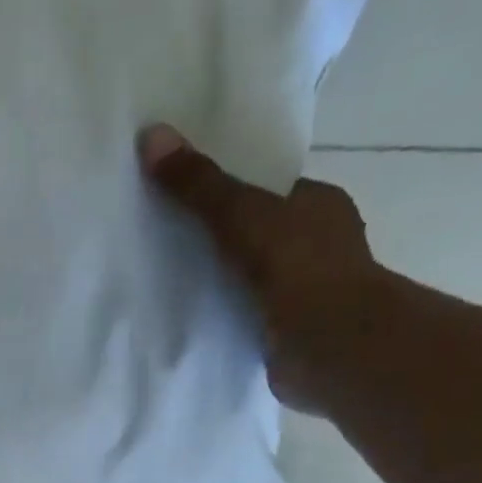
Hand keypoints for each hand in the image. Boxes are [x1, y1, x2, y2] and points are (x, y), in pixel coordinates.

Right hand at [140, 124, 376, 414]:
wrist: (329, 347)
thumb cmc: (298, 268)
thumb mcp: (240, 214)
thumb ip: (199, 185)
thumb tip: (151, 135)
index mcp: (320, 205)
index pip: (271, 192)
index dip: (232, 196)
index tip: (188, 204)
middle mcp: (320, 247)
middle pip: (261, 237)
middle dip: (224, 244)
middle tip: (171, 247)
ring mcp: (308, 296)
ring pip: (256, 282)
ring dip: (225, 287)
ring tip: (173, 288)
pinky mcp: (292, 337)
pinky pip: (252, 320)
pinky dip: (228, 321)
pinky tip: (195, 324)